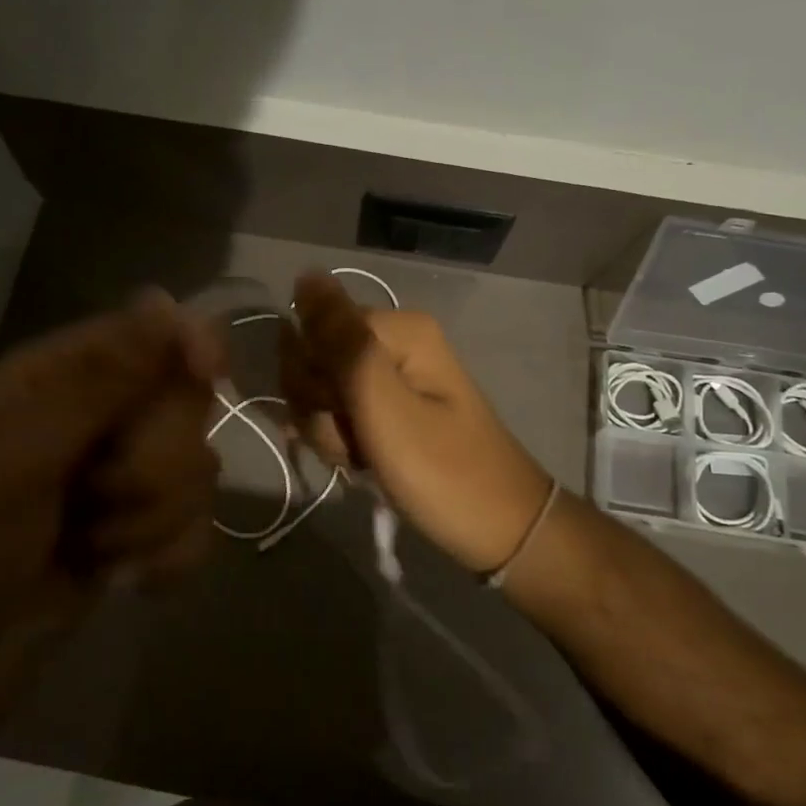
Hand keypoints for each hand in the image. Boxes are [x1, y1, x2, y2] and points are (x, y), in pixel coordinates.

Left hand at [0, 292, 222, 721]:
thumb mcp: (17, 458)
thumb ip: (100, 382)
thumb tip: (165, 300)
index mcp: (59, 378)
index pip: (153, 331)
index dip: (189, 345)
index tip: (208, 374)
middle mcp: (98, 418)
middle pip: (186, 405)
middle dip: (153, 463)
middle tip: (92, 497)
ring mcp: (120, 479)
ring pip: (197, 469)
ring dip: (151, 520)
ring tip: (89, 548)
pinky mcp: (136, 535)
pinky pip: (196, 525)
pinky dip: (166, 557)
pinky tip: (125, 581)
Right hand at [281, 272, 552, 573]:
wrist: (499, 530)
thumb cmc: (442, 470)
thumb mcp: (383, 405)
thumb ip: (340, 340)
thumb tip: (306, 274)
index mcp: (396, 328)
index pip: (310, 331)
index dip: (312, 379)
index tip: (343, 414)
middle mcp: (391, 341)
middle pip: (313, 361)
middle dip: (320, 408)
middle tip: (358, 440)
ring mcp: (391, 375)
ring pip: (320, 392)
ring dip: (329, 431)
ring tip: (365, 458)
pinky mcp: (389, 406)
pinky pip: (340, 414)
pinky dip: (342, 442)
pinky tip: (363, 463)